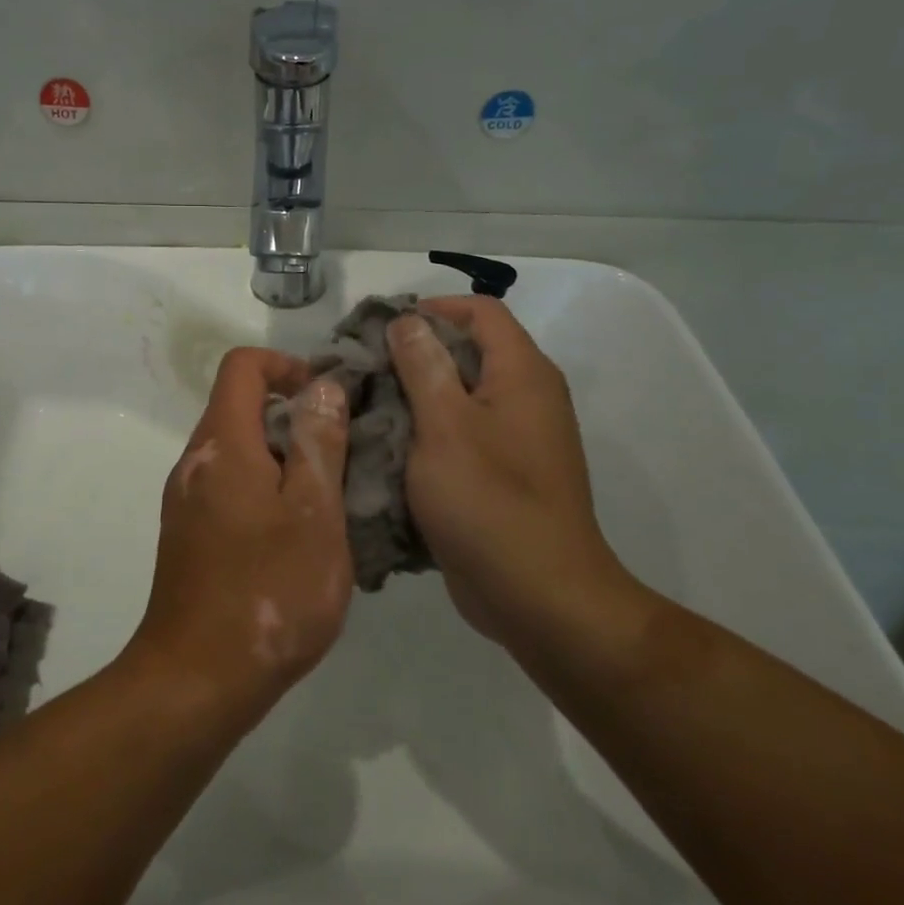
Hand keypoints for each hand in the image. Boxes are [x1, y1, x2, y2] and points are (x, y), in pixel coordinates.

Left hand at [126, 348, 352, 717]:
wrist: (197, 679)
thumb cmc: (267, 590)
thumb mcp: (314, 513)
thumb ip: (318, 443)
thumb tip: (320, 386)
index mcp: (222, 443)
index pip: (243, 366)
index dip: (286, 366)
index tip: (327, 398)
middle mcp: (195, 462)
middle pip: (240, 407)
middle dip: (293, 416)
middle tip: (341, 453)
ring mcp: (186, 500)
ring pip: (238, 451)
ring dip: (282, 457)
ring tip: (327, 497)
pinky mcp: (188, 535)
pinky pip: (228, 487)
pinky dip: (264, 489)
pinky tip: (297, 536)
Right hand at [386, 297, 630, 644]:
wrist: (539, 596)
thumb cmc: (489, 501)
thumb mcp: (445, 425)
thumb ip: (424, 366)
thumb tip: (408, 320)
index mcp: (522, 373)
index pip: (481, 310)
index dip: (432, 308)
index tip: (382, 328)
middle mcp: (527, 396)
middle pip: (469, 350)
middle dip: (414, 353)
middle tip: (364, 368)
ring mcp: (517, 438)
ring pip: (461, 395)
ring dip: (416, 395)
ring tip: (367, 405)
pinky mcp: (503, 473)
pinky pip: (462, 434)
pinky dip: (427, 432)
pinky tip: (389, 447)